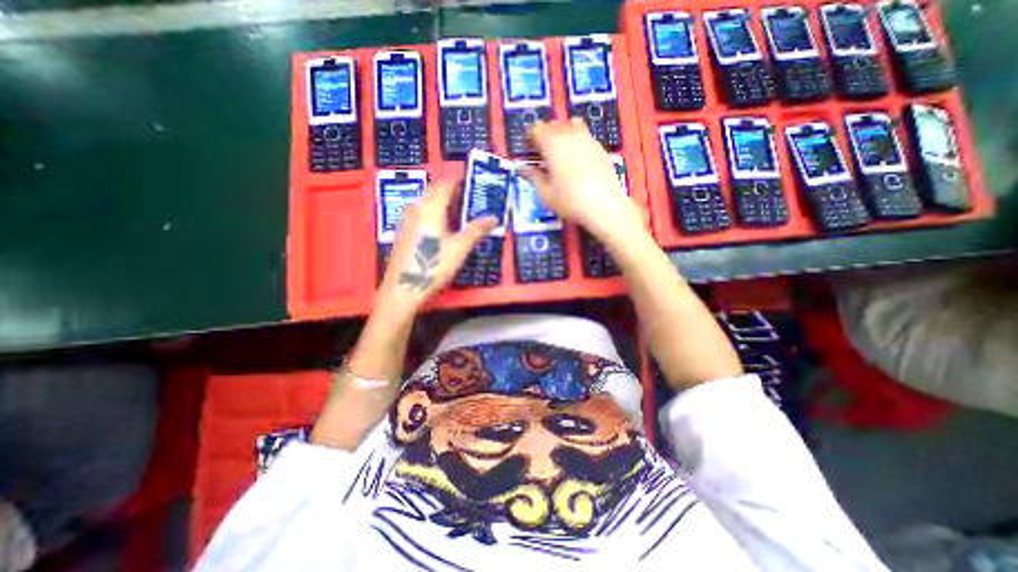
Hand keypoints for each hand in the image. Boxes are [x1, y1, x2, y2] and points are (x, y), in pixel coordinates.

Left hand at [377, 177, 498, 314]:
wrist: (402, 288)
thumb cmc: (433, 266)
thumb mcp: (459, 249)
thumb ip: (476, 230)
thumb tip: (494, 217)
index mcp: (430, 208)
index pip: (445, 185)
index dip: (459, 179)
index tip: (472, 179)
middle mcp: (416, 209)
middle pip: (434, 192)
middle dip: (452, 191)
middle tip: (469, 198)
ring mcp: (407, 220)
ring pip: (426, 203)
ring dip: (442, 203)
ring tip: (459, 212)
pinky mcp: (403, 232)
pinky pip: (420, 214)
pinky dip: (433, 213)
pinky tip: (442, 227)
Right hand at [525, 118, 642, 240]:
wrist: (603, 205)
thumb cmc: (569, 200)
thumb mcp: (545, 193)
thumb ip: (533, 177)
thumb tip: (522, 168)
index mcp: (552, 144)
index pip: (537, 129)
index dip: (530, 137)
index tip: (528, 149)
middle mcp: (570, 135)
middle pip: (554, 125)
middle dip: (546, 135)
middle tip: (542, 152)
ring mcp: (588, 139)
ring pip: (572, 126)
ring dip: (563, 134)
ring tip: (561, 152)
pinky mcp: (600, 148)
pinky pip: (585, 136)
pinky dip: (578, 142)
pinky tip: (578, 160)